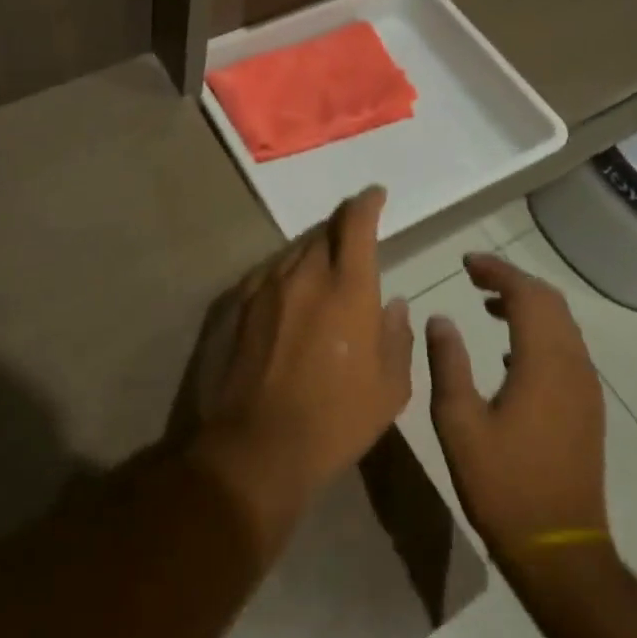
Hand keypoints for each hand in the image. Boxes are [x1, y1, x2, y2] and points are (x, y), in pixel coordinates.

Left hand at [192, 188, 414, 552]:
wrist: (257, 443)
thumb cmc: (335, 419)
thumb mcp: (389, 388)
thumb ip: (396, 337)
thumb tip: (393, 304)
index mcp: (347, 287)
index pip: (357, 223)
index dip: (367, 202)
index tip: (375, 194)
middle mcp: (305, 273)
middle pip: (324, 231)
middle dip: (342, 227)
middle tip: (354, 237)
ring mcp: (267, 285)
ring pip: (295, 250)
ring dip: (314, 250)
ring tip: (324, 267)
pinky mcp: (239, 302)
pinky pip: (270, 271)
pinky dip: (287, 272)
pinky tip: (291, 292)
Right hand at [426, 254, 608, 562]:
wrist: (560, 550)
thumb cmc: (503, 484)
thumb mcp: (458, 421)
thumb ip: (448, 362)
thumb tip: (440, 318)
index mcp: (543, 363)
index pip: (527, 294)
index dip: (497, 270)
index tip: (465, 262)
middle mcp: (573, 366)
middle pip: (550, 302)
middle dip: (513, 280)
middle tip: (474, 275)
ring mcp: (585, 388)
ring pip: (562, 324)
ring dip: (528, 304)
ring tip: (487, 302)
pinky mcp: (586, 408)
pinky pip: (566, 348)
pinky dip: (539, 330)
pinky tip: (508, 349)